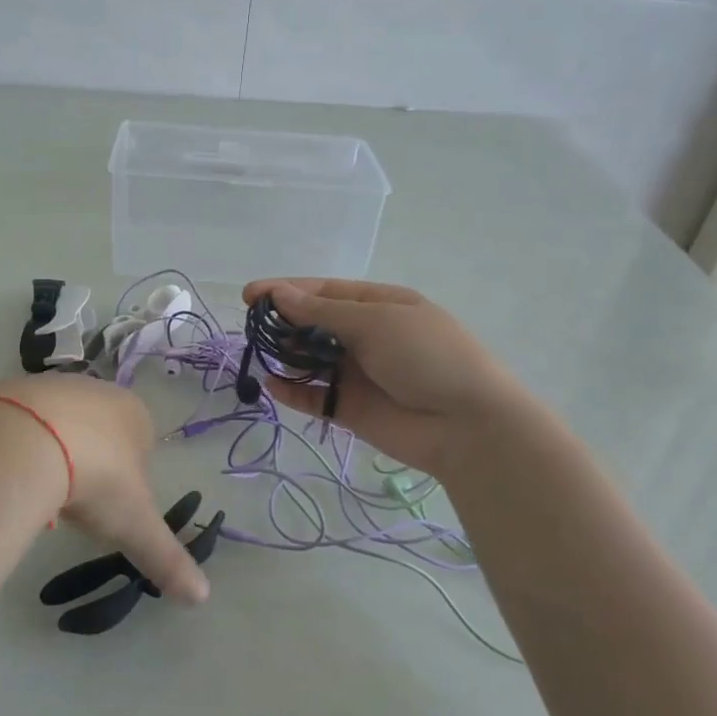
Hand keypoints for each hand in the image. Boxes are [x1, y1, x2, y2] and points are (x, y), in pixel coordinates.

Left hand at [0, 375, 209, 604]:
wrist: (25, 443)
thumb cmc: (96, 478)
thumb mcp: (134, 525)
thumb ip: (167, 558)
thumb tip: (202, 596)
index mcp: (134, 413)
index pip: (141, 446)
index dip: (129, 480)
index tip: (110, 507)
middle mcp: (97, 391)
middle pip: (99, 433)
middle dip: (91, 465)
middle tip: (76, 502)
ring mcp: (53, 385)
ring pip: (60, 426)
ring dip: (55, 455)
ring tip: (41, 490)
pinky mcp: (12, 389)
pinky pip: (22, 423)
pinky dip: (21, 446)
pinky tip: (13, 473)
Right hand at [241, 278, 517, 474]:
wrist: (468, 425)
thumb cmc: (426, 357)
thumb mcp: (375, 322)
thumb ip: (322, 312)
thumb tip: (280, 294)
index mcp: (379, 305)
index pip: (324, 291)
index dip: (286, 290)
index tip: (249, 295)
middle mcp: (367, 336)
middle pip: (314, 324)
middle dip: (283, 323)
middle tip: (253, 328)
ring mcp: (358, 373)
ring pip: (310, 360)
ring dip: (286, 356)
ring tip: (263, 354)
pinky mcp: (351, 408)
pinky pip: (314, 396)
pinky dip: (292, 391)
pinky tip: (272, 386)